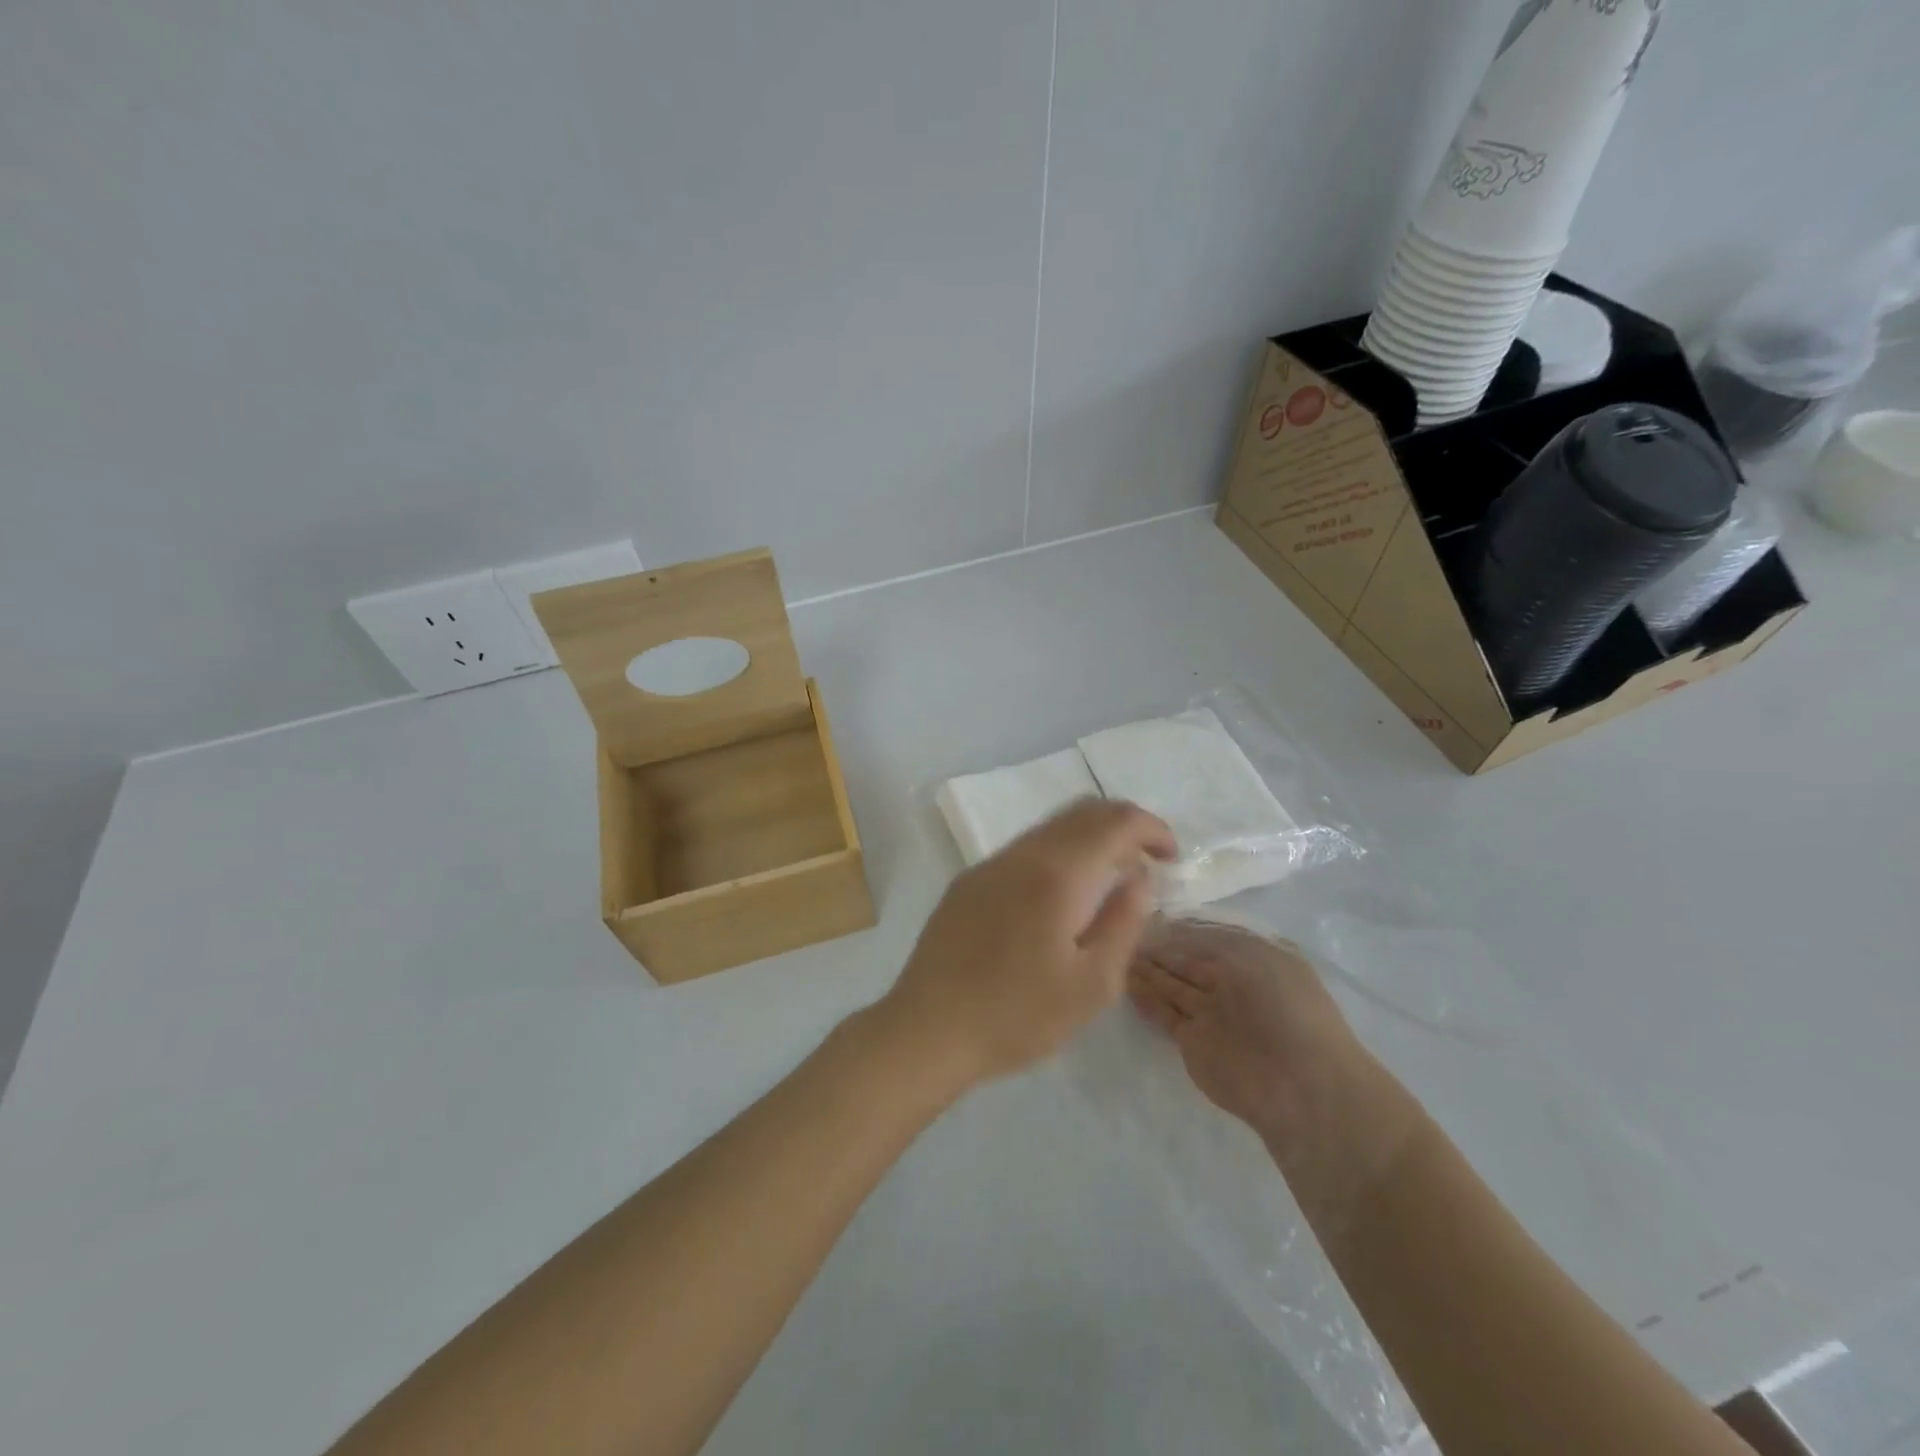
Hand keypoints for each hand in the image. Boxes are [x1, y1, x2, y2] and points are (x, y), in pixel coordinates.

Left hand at [882, 799, 1176, 1086]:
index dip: (1152, 829)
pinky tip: (1058, 898)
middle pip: (1082, 811)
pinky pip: (1024, 850)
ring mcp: (989, 864)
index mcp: (1057, 873)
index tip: (1170, 859)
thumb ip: (1124, 922)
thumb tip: (1140, 879)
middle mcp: (1022, 854)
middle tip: (1146, 865)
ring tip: (1107, 882)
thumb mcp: (1092, 984)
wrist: (928, 1029)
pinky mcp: (968, 881)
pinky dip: (1057, 855)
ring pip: (1050, 828)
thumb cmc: (1018, 1015)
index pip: (1115, 820)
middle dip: (1123, 827)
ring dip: (1088, 840)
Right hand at [1127, 919, 1365, 1153]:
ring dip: (1146, 971)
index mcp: (1252, 958)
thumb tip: (1172, 933)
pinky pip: (1164, 1013)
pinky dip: (1145, 999)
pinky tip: (1124, 983)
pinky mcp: (1193, 1042)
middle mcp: (1230, 983)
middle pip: (1185, 961)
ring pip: (1171, 985)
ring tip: (1115, 953)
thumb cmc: (1286, 1008)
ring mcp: (1210, 1014)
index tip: (1144, 915)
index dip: (1176, 928)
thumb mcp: (1252, 955)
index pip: (1205, 936)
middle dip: (1157, 948)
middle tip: (1121, 932)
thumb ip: (1209, 944)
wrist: (1298, 1083)